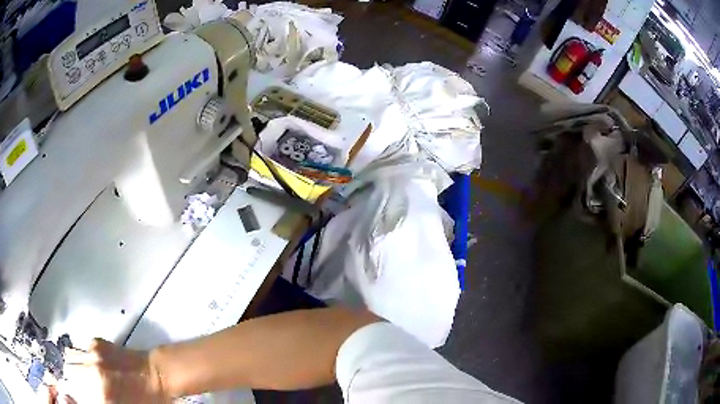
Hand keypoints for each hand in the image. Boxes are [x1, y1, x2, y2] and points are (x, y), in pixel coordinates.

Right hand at [58, 339, 167, 402]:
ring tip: (80, 372)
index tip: (72, 394)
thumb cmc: (145, 399)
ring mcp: (92, 354)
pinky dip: (81, 356)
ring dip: (72, 364)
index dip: (73, 394)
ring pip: (69, 356)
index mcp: (101, 395)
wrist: (157, 375)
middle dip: (70, 378)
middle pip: (68, 372)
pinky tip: (91, 363)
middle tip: (76, 384)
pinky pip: (80, 349)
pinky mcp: (96, 342)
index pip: (76, 393)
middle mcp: (92, 372)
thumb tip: (84, 396)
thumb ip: (99, 400)